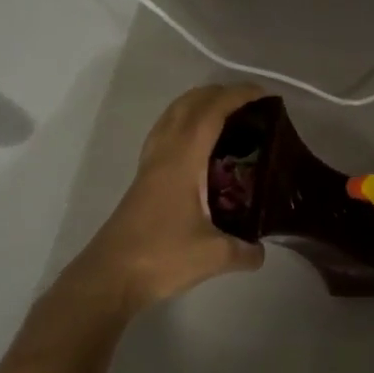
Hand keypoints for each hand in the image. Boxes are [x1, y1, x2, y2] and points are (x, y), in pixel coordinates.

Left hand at [66, 83, 267, 313]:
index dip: (236, 97)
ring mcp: (149, 167)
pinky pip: (165, 135)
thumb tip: (262, 250)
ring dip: (197, 105)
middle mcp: (164, 155)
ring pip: (171, 117)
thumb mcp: (215, 256)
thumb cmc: (161, 257)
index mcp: (182, 161)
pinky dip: (184, 125)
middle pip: (187, 106)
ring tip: (226, 114)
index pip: (210, 114)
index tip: (264, 95)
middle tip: (249, 102)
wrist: (109, 278)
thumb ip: (246, 250)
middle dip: (218, 94)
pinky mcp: (143, 181)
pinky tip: (199, 146)